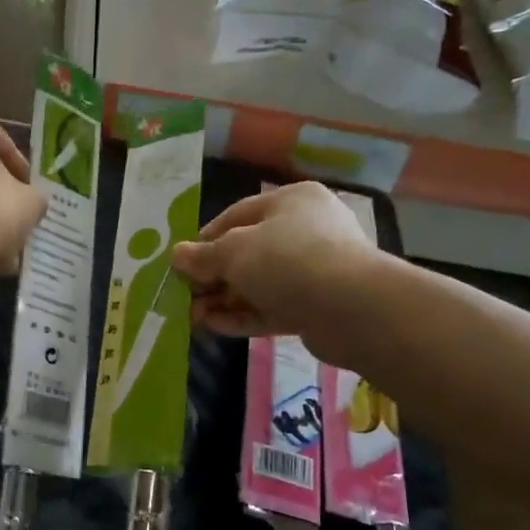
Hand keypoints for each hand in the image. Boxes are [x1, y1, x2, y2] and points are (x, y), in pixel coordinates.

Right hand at [170, 181, 386, 366]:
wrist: (353, 308)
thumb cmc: (288, 260)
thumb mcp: (234, 252)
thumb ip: (202, 256)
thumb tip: (176, 255)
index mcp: (291, 201)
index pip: (237, 215)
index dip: (205, 239)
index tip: (182, 262)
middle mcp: (305, 230)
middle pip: (247, 252)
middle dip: (213, 277)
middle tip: (186, 296)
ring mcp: (314, 270)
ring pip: (258, 283)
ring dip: (224, 300)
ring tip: (194, 318)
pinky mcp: (317, 306)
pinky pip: (273, 307)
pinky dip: (244, 316)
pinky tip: (215, 328)